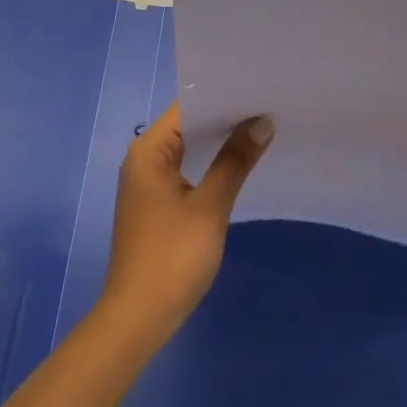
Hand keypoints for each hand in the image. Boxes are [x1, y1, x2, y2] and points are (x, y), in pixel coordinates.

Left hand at [96, 103, 273, 350]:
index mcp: (148, 150)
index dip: (223, 96)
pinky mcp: (156, 204)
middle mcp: (143, 158)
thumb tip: (262, 122)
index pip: (188, 106)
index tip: (259, 88)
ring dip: (219, 142)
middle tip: (268, 106)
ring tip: (262, 128)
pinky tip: (238, 165)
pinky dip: (210, 164)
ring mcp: (148, 182)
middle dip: (226, 118)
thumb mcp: (209, 207)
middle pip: (188, 125)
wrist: (138, 318)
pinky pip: (186, 169)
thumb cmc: (172, 257)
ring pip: (188, 148)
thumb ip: (234, 161)